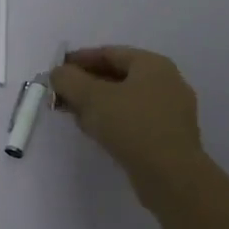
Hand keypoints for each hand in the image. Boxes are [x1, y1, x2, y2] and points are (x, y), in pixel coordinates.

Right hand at [50, 46, 206, 199]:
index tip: (56, 71)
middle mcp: (166, 82)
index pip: (109, 53)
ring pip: (125, 100)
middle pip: (118, 76)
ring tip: (74, 115)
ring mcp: (171, 111)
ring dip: (97, 104)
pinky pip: (135, 119)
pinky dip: (113, 120)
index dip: (79, 60)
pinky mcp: (169, 136)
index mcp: (152, 64)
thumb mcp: (91, 97)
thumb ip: (69, 80)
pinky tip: (96, 132)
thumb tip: (58, 74)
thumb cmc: (132, 126)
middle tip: (62, 95)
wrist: (171, 175)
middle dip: (86, 84)